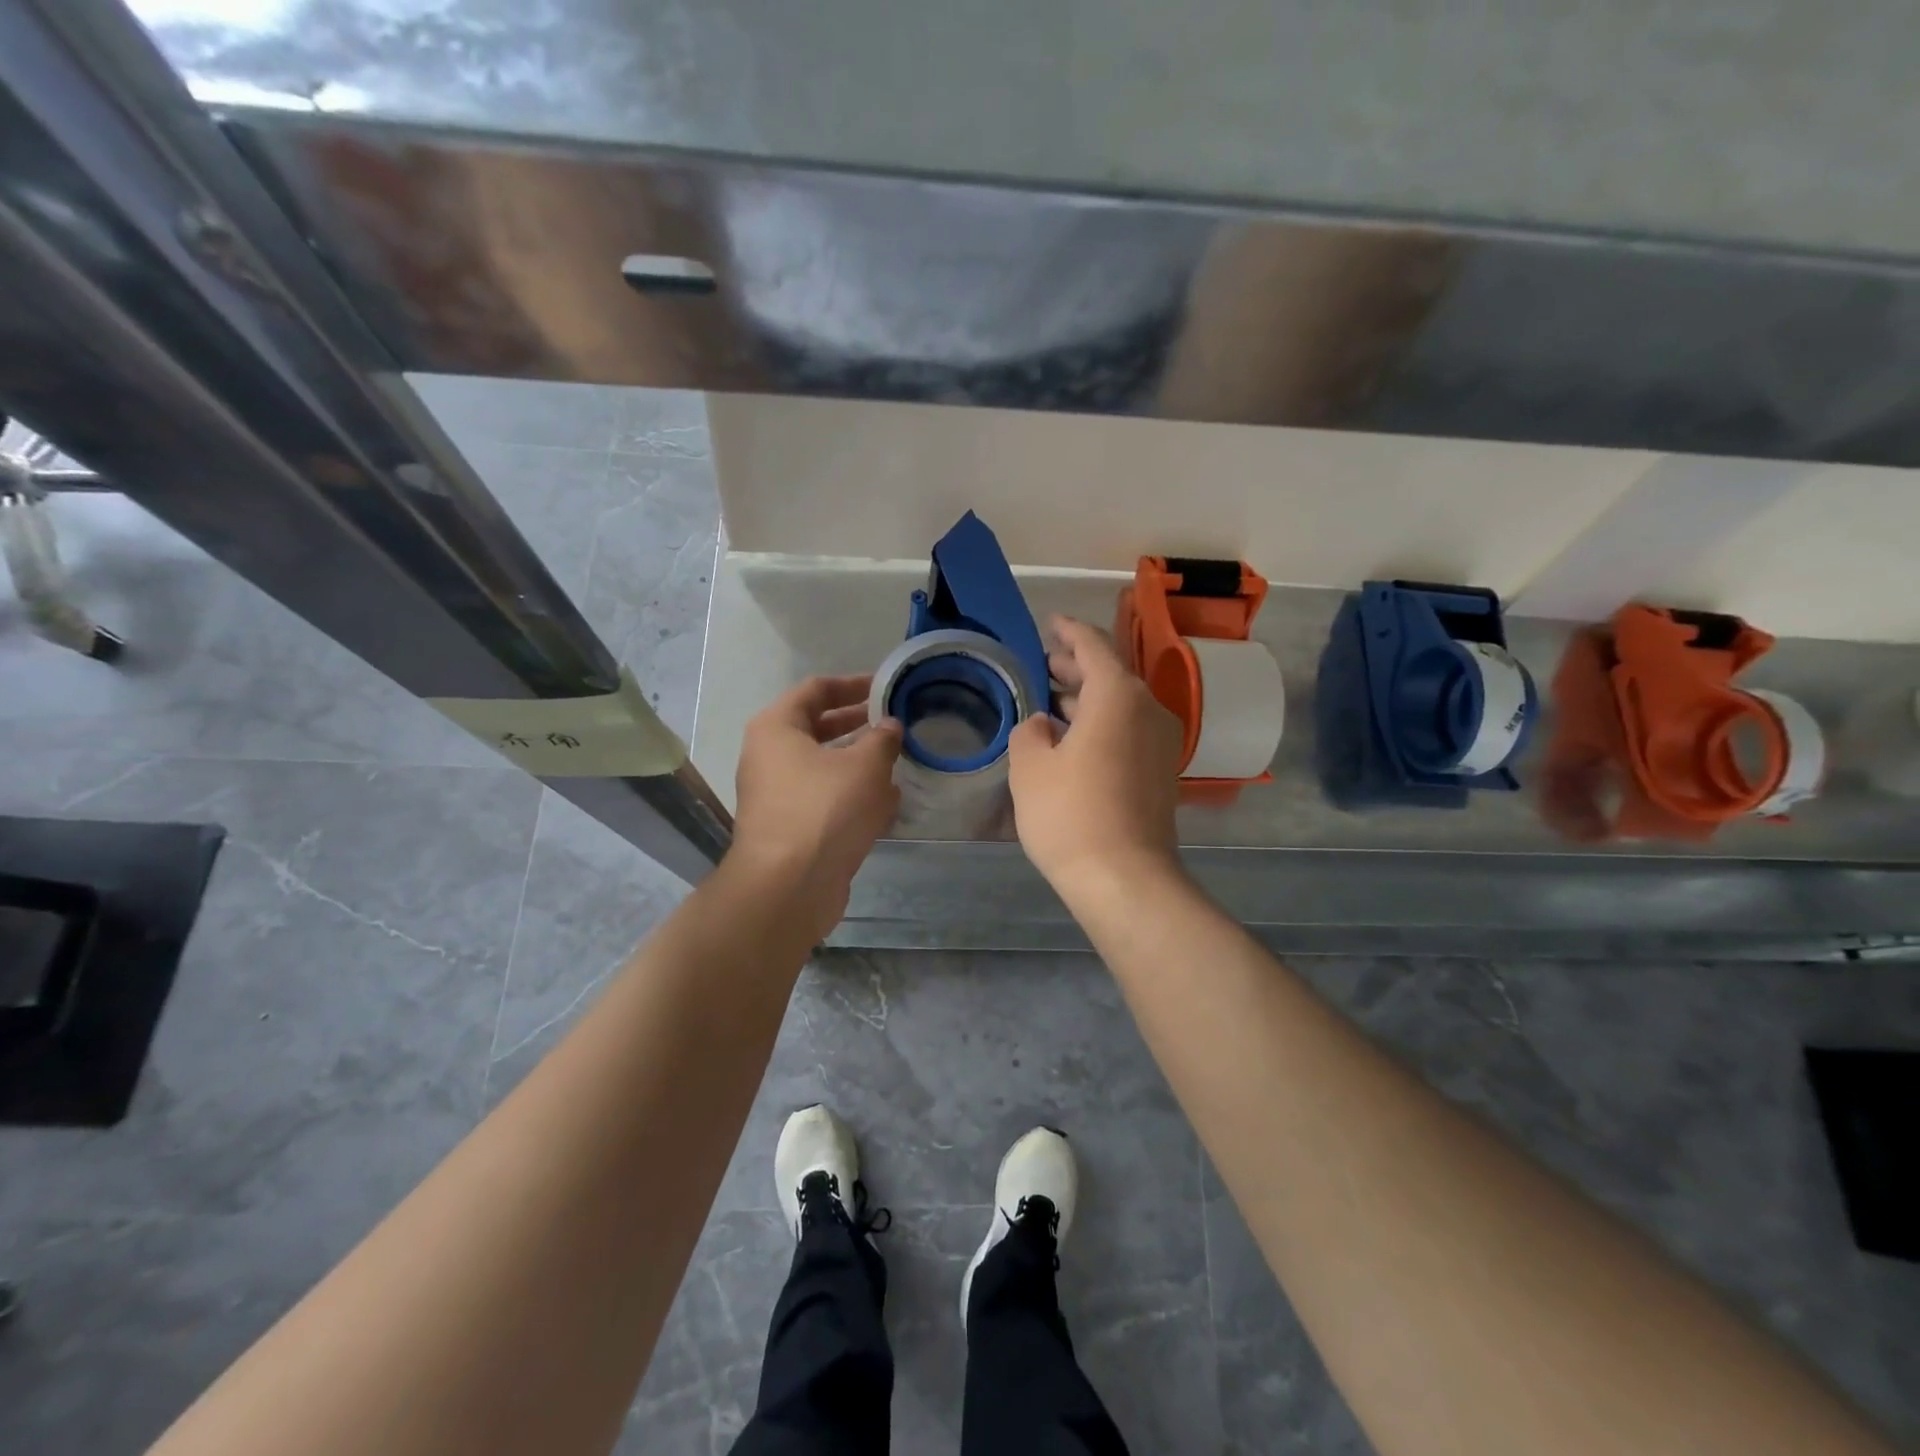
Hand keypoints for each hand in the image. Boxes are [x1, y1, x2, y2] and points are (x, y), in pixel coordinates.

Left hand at [729, 675, 902, 941]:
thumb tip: (890, 727)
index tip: (885, 687)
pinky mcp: (792, 828)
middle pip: (818, 727)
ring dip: (860, 763)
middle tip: (895, 723)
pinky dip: (853, 795)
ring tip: (898, 761)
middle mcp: (770, 757)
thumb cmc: (825, 809)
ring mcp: (778, 795)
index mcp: (777, 728)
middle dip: (859, 724)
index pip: (816, 689)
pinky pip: (826, 799)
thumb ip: (883, 739)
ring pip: (824, 767)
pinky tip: (888, 802)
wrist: (790, 886)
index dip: (853, 684)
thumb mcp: (865, 766)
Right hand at [1007, 616, 1185, 901]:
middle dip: (1076, 667)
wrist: (1125, 879)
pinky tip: (1075, 739)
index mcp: (1117, 695)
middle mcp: (1148, 709)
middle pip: (1111, 674)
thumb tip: (1044, 725)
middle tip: (1045, 665)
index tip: (1050, 623)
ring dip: (1088, 698)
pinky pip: (1130, 731)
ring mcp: (1162, 742)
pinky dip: (1103, 724)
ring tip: (1054, 701)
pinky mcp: (1162, 772)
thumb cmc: (1070, 814)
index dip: (1068, 631)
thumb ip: (1031, 732)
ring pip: (1122, 705)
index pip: (1093, 646)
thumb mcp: (1029, 767)